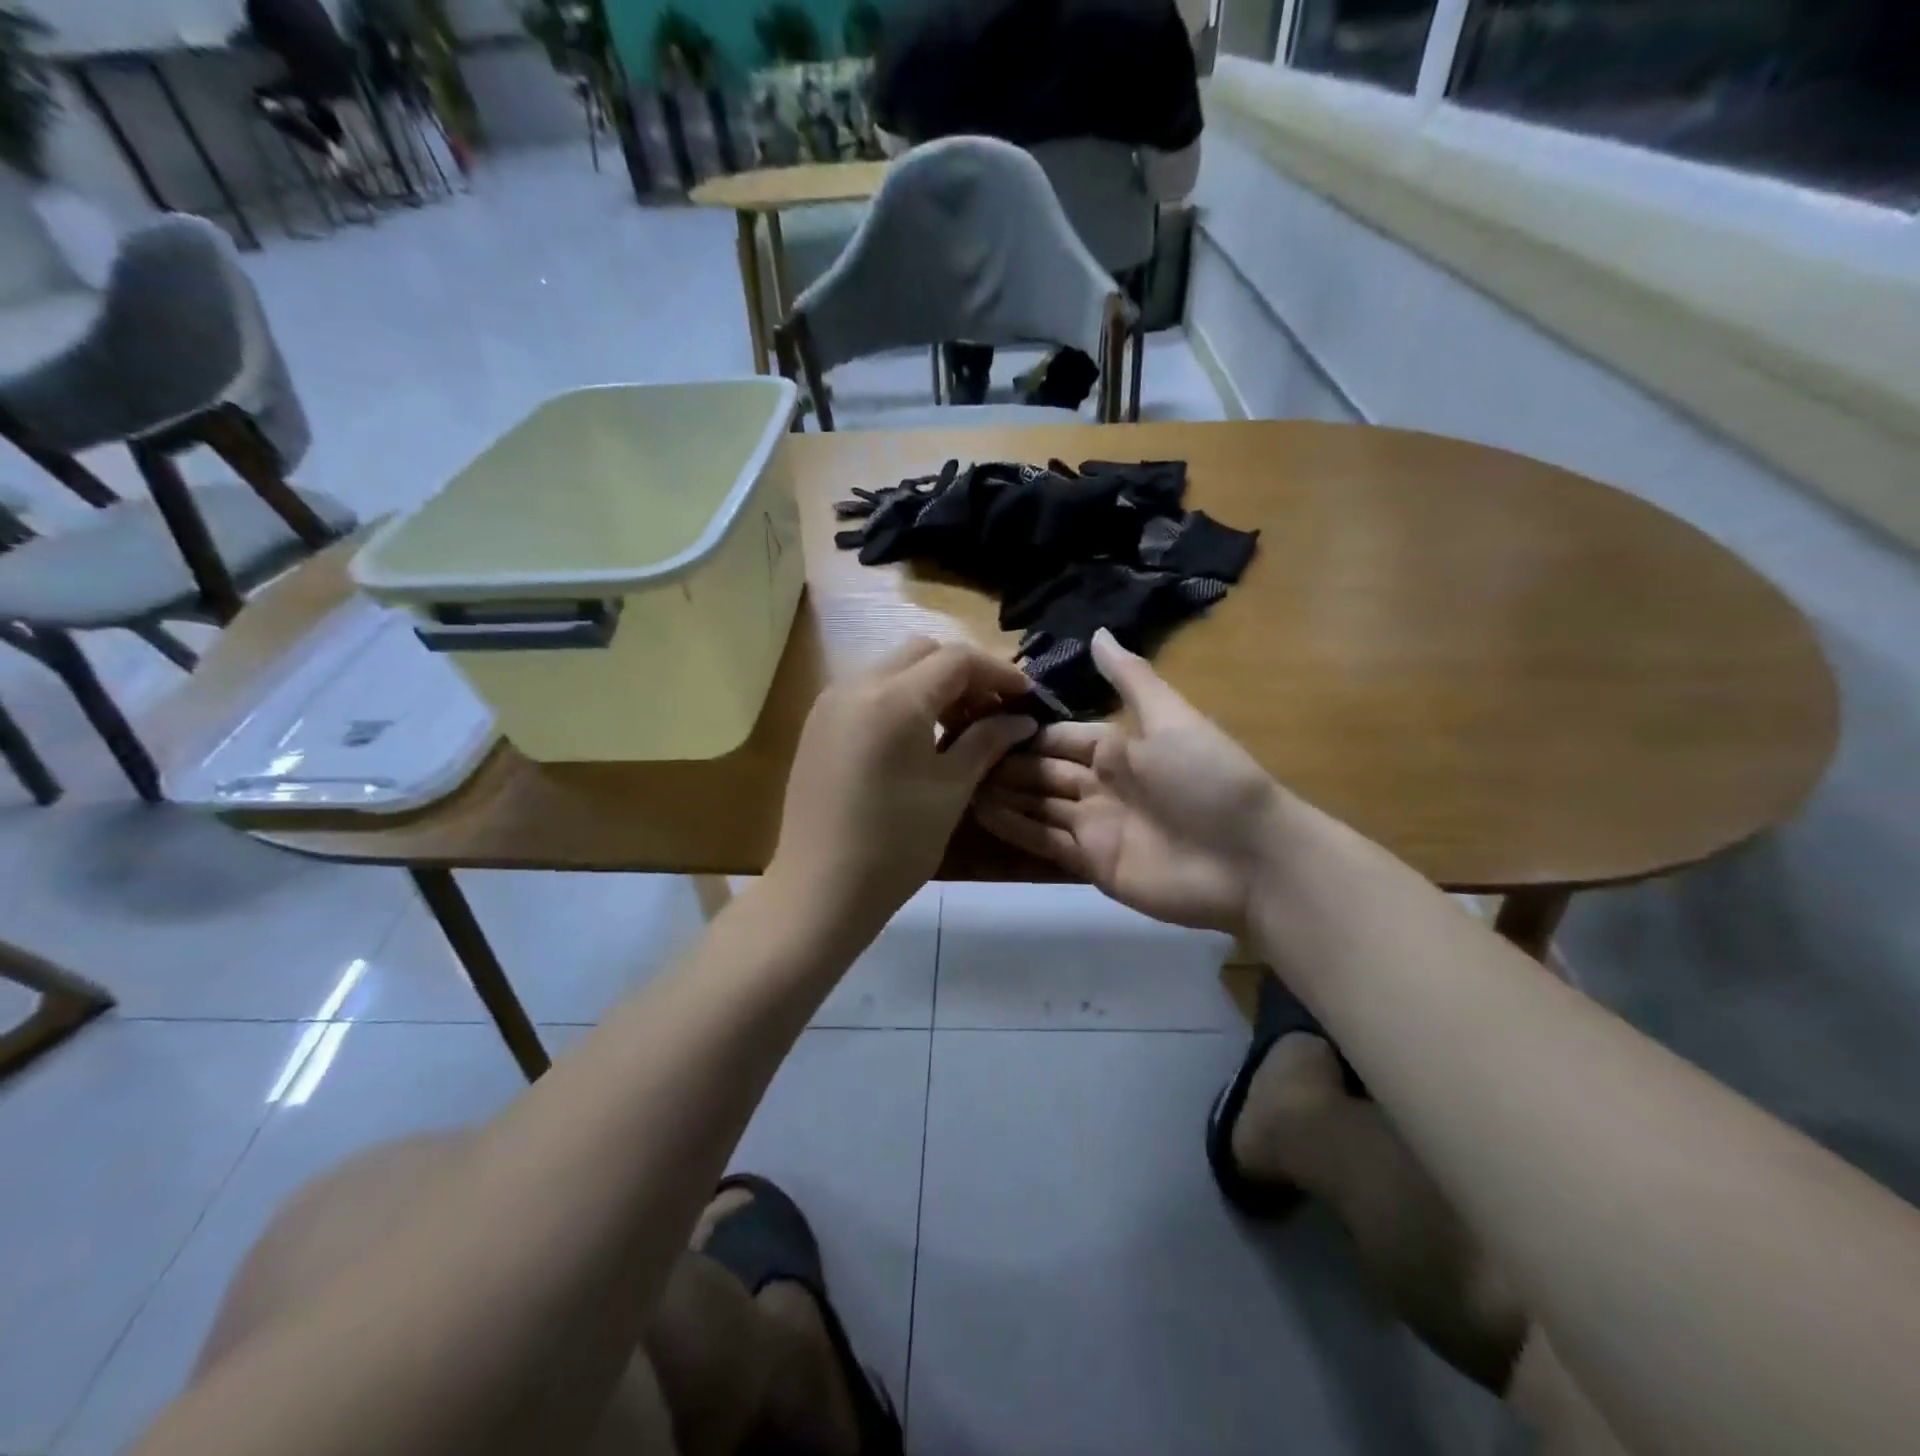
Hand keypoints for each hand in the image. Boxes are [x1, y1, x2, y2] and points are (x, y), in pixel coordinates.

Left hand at [771, 638, 1038, 934]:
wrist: (821, 888)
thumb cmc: (896, 843)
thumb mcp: (951, 789)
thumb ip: (988, 741)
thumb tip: (1021, 719)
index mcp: (895, 698)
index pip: (957, 659)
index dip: (999, 672)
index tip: (1026, 696)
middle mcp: (857, 685)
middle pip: (922, 652)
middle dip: (964, 672)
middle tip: (991, 710)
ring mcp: (831, 702)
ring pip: (893, 667)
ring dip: (931, 683)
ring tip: (958, 725)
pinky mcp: (818, 724)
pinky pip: (868, 690)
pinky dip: (901, 697)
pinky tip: (918, 735)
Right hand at [973, 630, 1282, 936]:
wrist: (1249, 860)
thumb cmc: (1208, 780)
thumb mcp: (1171, 719)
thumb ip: (1131, 678)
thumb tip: (1098, 632)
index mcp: (1119, 749)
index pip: (1059, 738)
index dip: (1023, 735)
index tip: (979, 726)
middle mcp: (1102, 785)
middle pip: (1043, 772)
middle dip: (1005, 766)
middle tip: (955, 759)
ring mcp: (1096, 826)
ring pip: (1039, 806)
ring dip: (1003, 796)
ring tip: (957, 786)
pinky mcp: (1093, 865)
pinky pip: (1046, 843)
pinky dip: (1016, 829)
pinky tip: (981, 815)